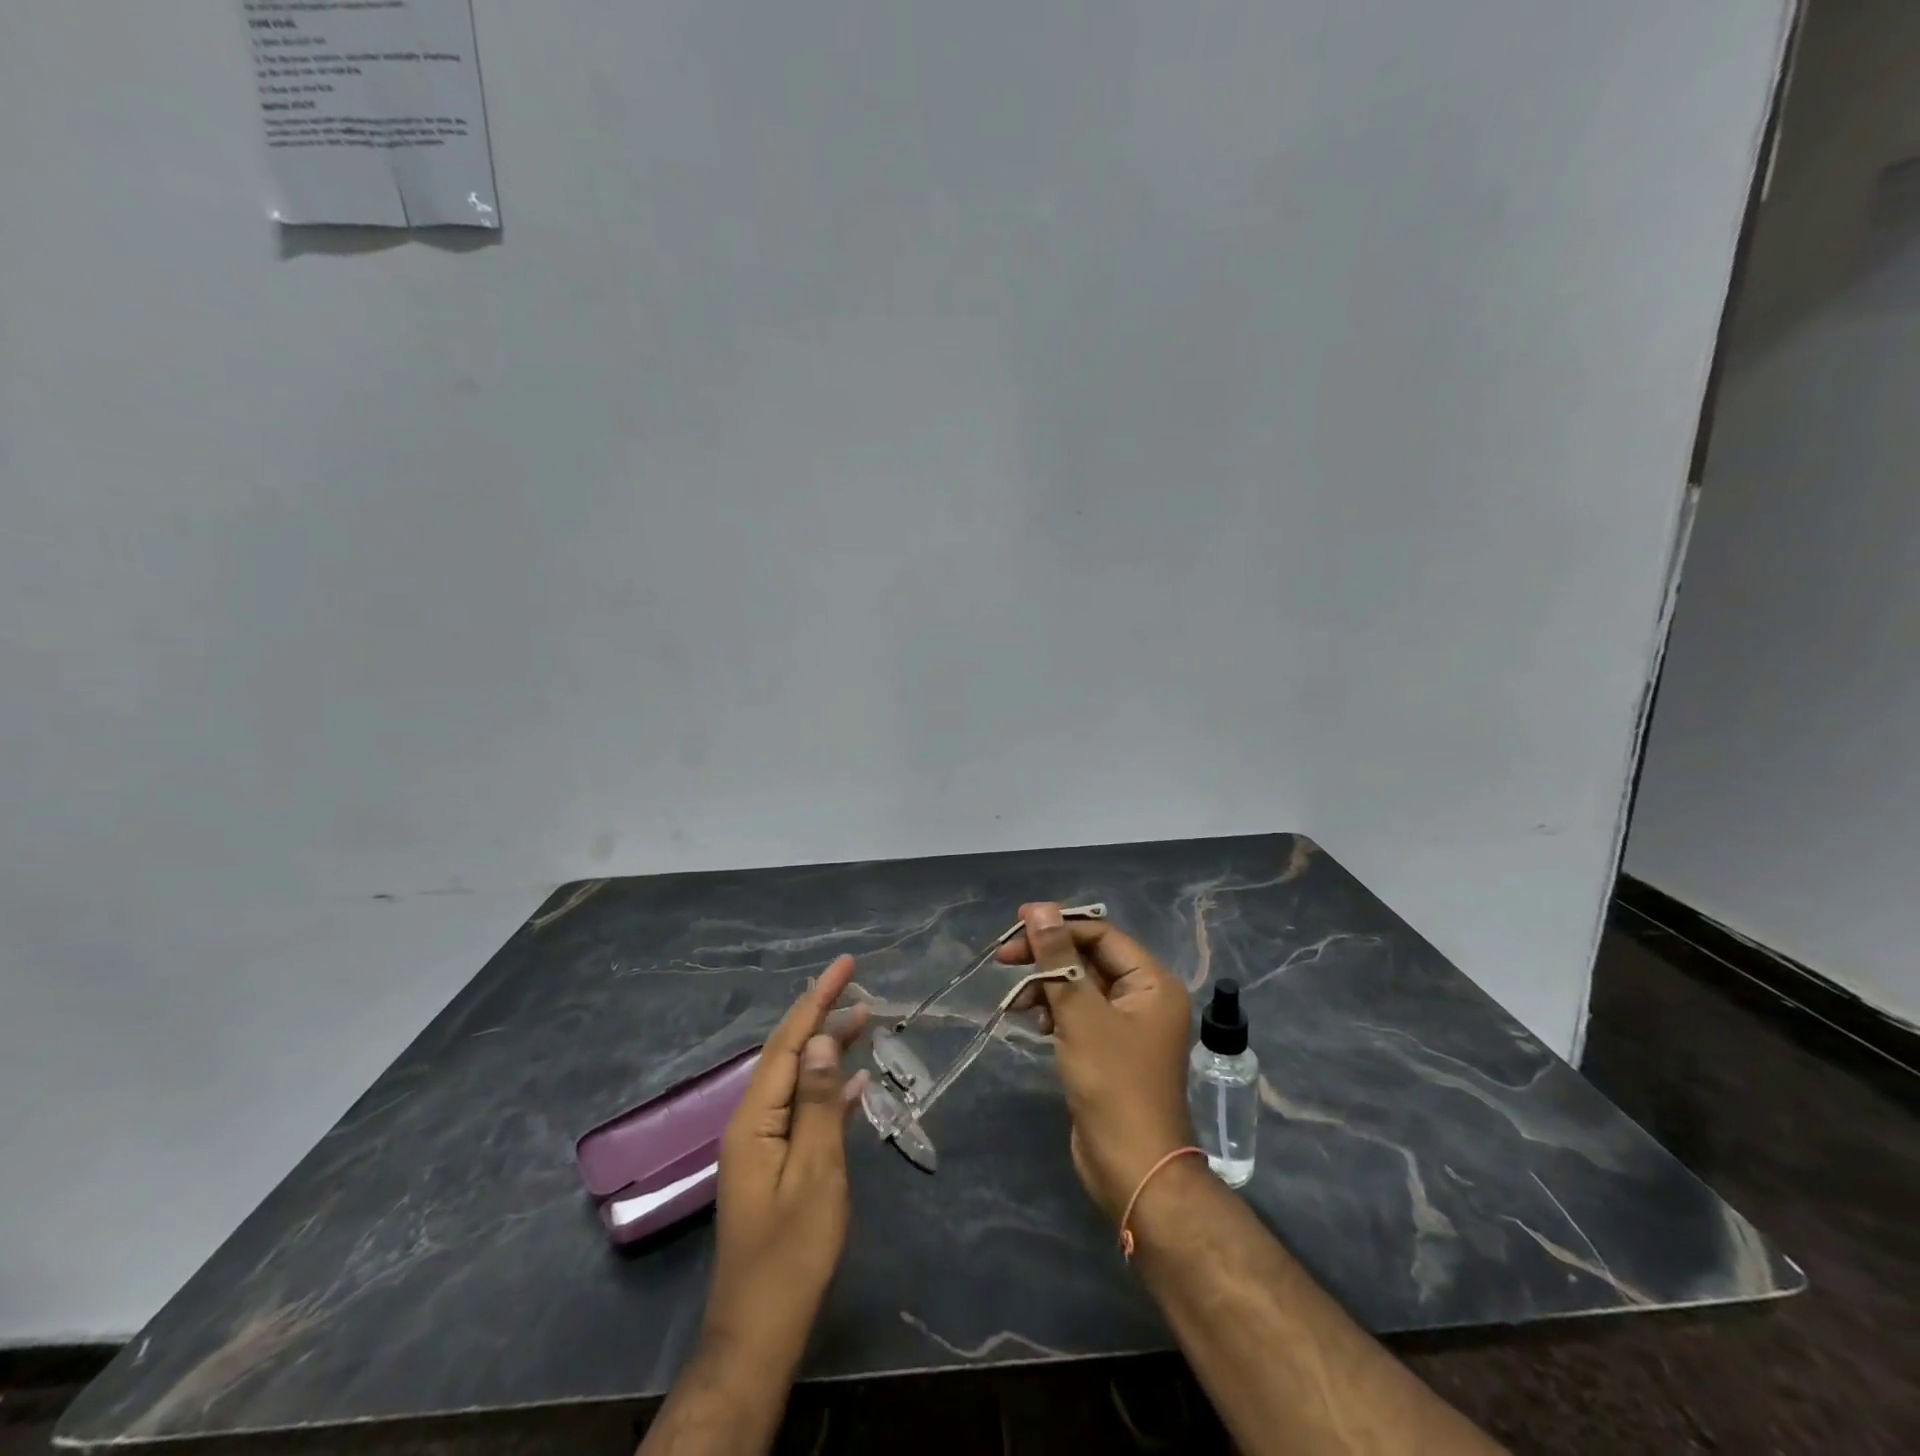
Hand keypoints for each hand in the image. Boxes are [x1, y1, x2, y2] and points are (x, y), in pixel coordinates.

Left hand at [704, 955, 869, 1357]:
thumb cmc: (792, 1251)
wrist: (760, 1329)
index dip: (817, 999)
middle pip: (790, 1054)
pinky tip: (855, 1083)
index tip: (846, 965)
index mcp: (755, 1118)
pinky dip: (829, 1090)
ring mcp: (763, 1144)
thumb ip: (819, 1103)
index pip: (789, 1042)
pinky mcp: (777, 1165)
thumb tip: (823, 1042)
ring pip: (799, 1080)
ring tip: (863, 1020)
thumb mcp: (815, 1172)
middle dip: (822, 1015)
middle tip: (860, 985)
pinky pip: (804, 1110)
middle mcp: (753, 1121)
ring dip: (828, 1049)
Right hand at [997, 904, 1194, 1225]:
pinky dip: (1055, 1012)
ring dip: (1047, 987)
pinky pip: (1079, 1014)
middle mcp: (1145, 997)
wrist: (1132, 1167)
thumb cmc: (1112, 1083)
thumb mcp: (1080, 1014)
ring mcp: (1128, 1026)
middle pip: (1089, 958)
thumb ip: (1058, 959)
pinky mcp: (1110, 1050)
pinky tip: (1034, 1024)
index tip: (1016, 926)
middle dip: (1048, 958)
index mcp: (1152, 982)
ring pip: (1080, 987)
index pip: (1101, 935)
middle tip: (1004, 958)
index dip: (1059, 926)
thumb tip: (1039, 910)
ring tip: (1016, 1002)